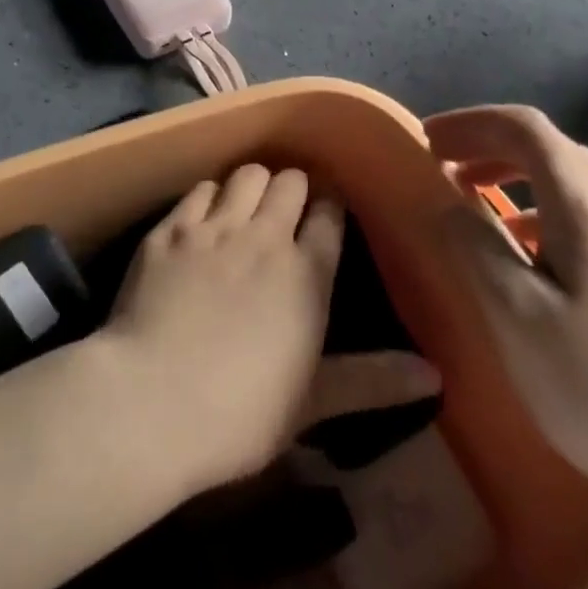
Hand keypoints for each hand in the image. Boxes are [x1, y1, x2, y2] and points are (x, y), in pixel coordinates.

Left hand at [102, 165, 439, 496]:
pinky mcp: (171, 229)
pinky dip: (209, 196)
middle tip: (287, 211)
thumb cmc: (240, 413)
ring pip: (246, 175)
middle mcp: (264, 236)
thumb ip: (373, 381)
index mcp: (307, 274)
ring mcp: (214, 227)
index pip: (329, 217)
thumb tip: (436, 375)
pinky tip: (204, 216)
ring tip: (248, 205)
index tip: (327, 215)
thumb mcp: (313, 403)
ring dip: (253, 184)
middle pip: (290, 182)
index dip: (330, 210)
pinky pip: (200, 189)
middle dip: (294, 189)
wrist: (151, 402)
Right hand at [427, 106, 587, 513]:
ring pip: (571, 178)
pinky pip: (585, 211)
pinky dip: (539, 205)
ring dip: (514, 171)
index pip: (527, 129)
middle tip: (442, 162)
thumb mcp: (513, 314)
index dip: (472, 122)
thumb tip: (447, 203)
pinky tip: (521, 246)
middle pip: (551, 146)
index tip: (427, 142)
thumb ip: (473, 245)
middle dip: (489, 142)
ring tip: (472, 194)